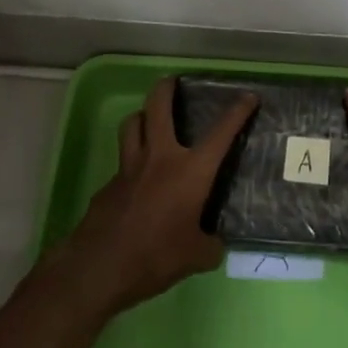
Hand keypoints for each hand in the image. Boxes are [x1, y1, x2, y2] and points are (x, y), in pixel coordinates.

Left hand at [54, 76, 257, 315]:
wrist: (100, 267)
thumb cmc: (156, 256)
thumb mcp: (196, 257)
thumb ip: (210, 245)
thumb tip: (215, 244)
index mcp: (190, 171)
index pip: (220, 133)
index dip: (237, 112)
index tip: (248, 97)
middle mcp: (160, 158)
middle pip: (158, 107)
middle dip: (166, 88)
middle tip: (173, 81)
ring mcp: (129, 168)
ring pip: (132, 125)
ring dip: (142, 115)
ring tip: (149, 118)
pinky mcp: (109, 184)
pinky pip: (122, 161)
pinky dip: (131, 159)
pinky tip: (137, 178)